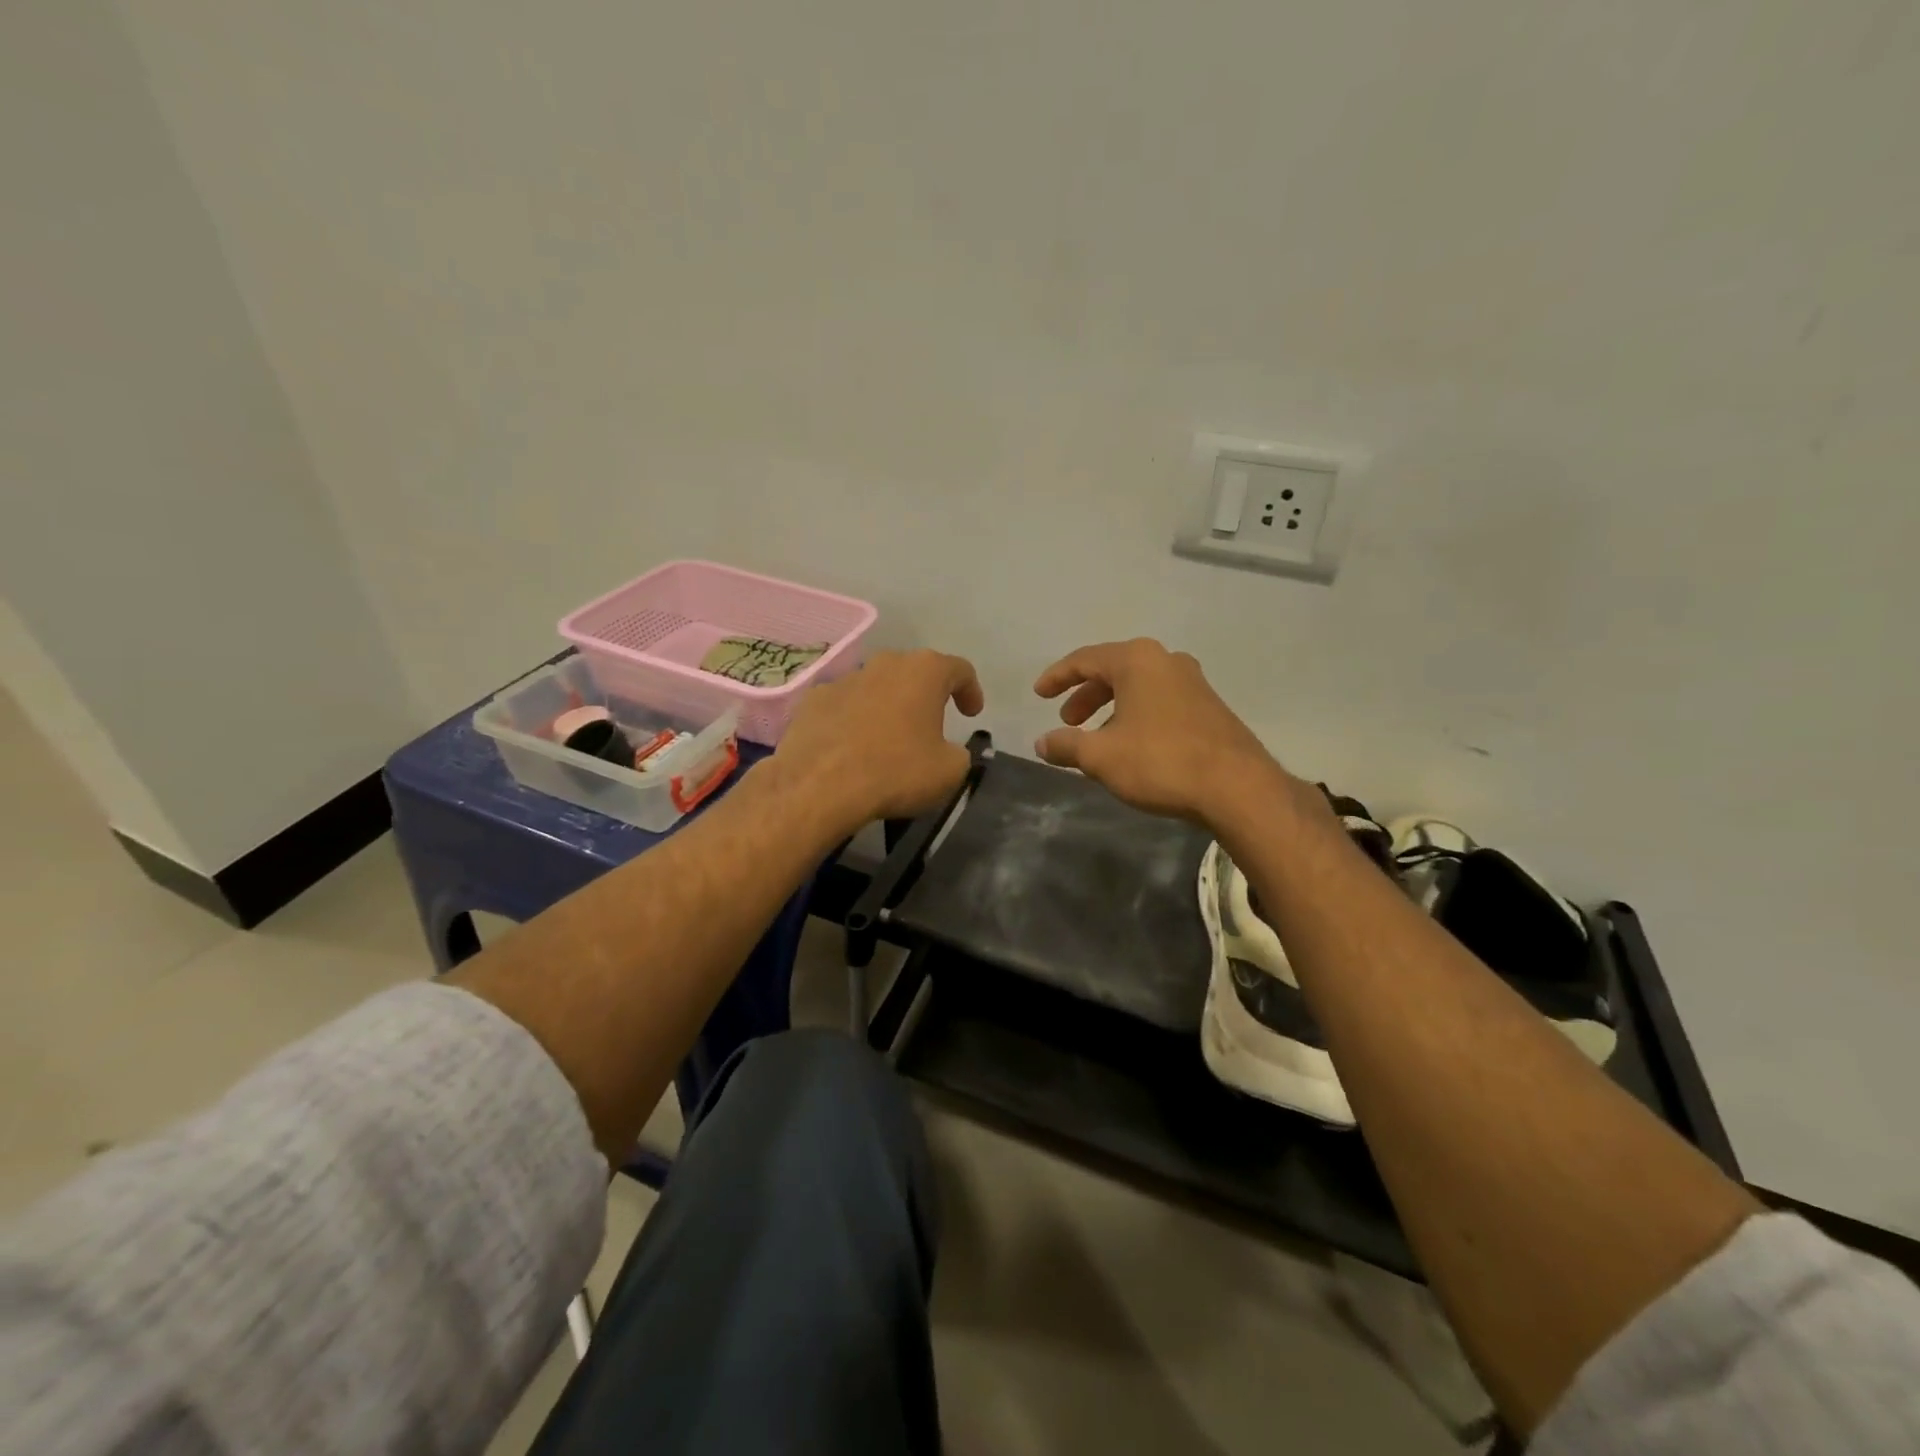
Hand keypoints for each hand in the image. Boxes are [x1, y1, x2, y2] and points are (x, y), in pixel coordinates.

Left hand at [772, 649, 984, 829]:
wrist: (820, 786)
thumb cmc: (896, 771)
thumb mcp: (949, 771)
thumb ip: (958, 754)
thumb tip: (948, 752)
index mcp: (924, 672)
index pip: (959, 669)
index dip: (970, 690)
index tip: (971, 713)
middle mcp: (884, 664)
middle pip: (914, 672)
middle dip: (926, 694)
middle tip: (932, 723)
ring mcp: (844, 679)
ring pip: (876, 687)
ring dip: (888, 706)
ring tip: (889, 739)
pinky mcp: (813, 700)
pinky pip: (844, 705)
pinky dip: (853, 719)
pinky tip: (852, 747)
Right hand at [1033, 639, 1297, 826]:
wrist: (1236, 787)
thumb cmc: (1160, 761)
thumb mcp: (1100, 756)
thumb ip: (1066, 745)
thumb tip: (1041, 743)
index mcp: (1137, 660)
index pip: (1084, 659)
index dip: (1056, 677)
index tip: (1038, 694)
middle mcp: (1166, 661)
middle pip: (1113, 670)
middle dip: (1085, 695)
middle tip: (1068, 720)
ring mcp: (1193, 682)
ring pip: (1139, 687)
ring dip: (1111, 707)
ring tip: (1097, 737)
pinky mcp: (1209, 706)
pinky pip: (1160, 701)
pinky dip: (1136, 715)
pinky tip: (1132, 744)